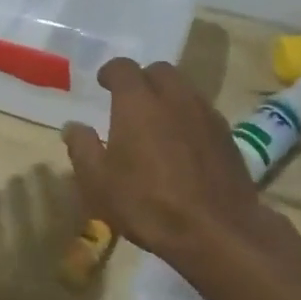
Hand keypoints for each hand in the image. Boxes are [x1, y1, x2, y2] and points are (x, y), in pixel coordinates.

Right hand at [62, 59, 298, 273]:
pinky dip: (189, 117)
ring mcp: (205, 114)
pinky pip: (203, 112)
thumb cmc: (147, 204)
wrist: (216, 232)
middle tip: (131, 101)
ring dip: (168, 96)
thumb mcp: (98, 182)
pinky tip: (184, 144)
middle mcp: (174, 97)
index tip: (103, 83)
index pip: (123, 67)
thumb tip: (73, 127)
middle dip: (143, 79)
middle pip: (159, 71)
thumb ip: (82, 148)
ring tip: (158, 122)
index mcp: (138, 102)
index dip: (110, 72)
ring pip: (185, 89)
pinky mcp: (227, 136)